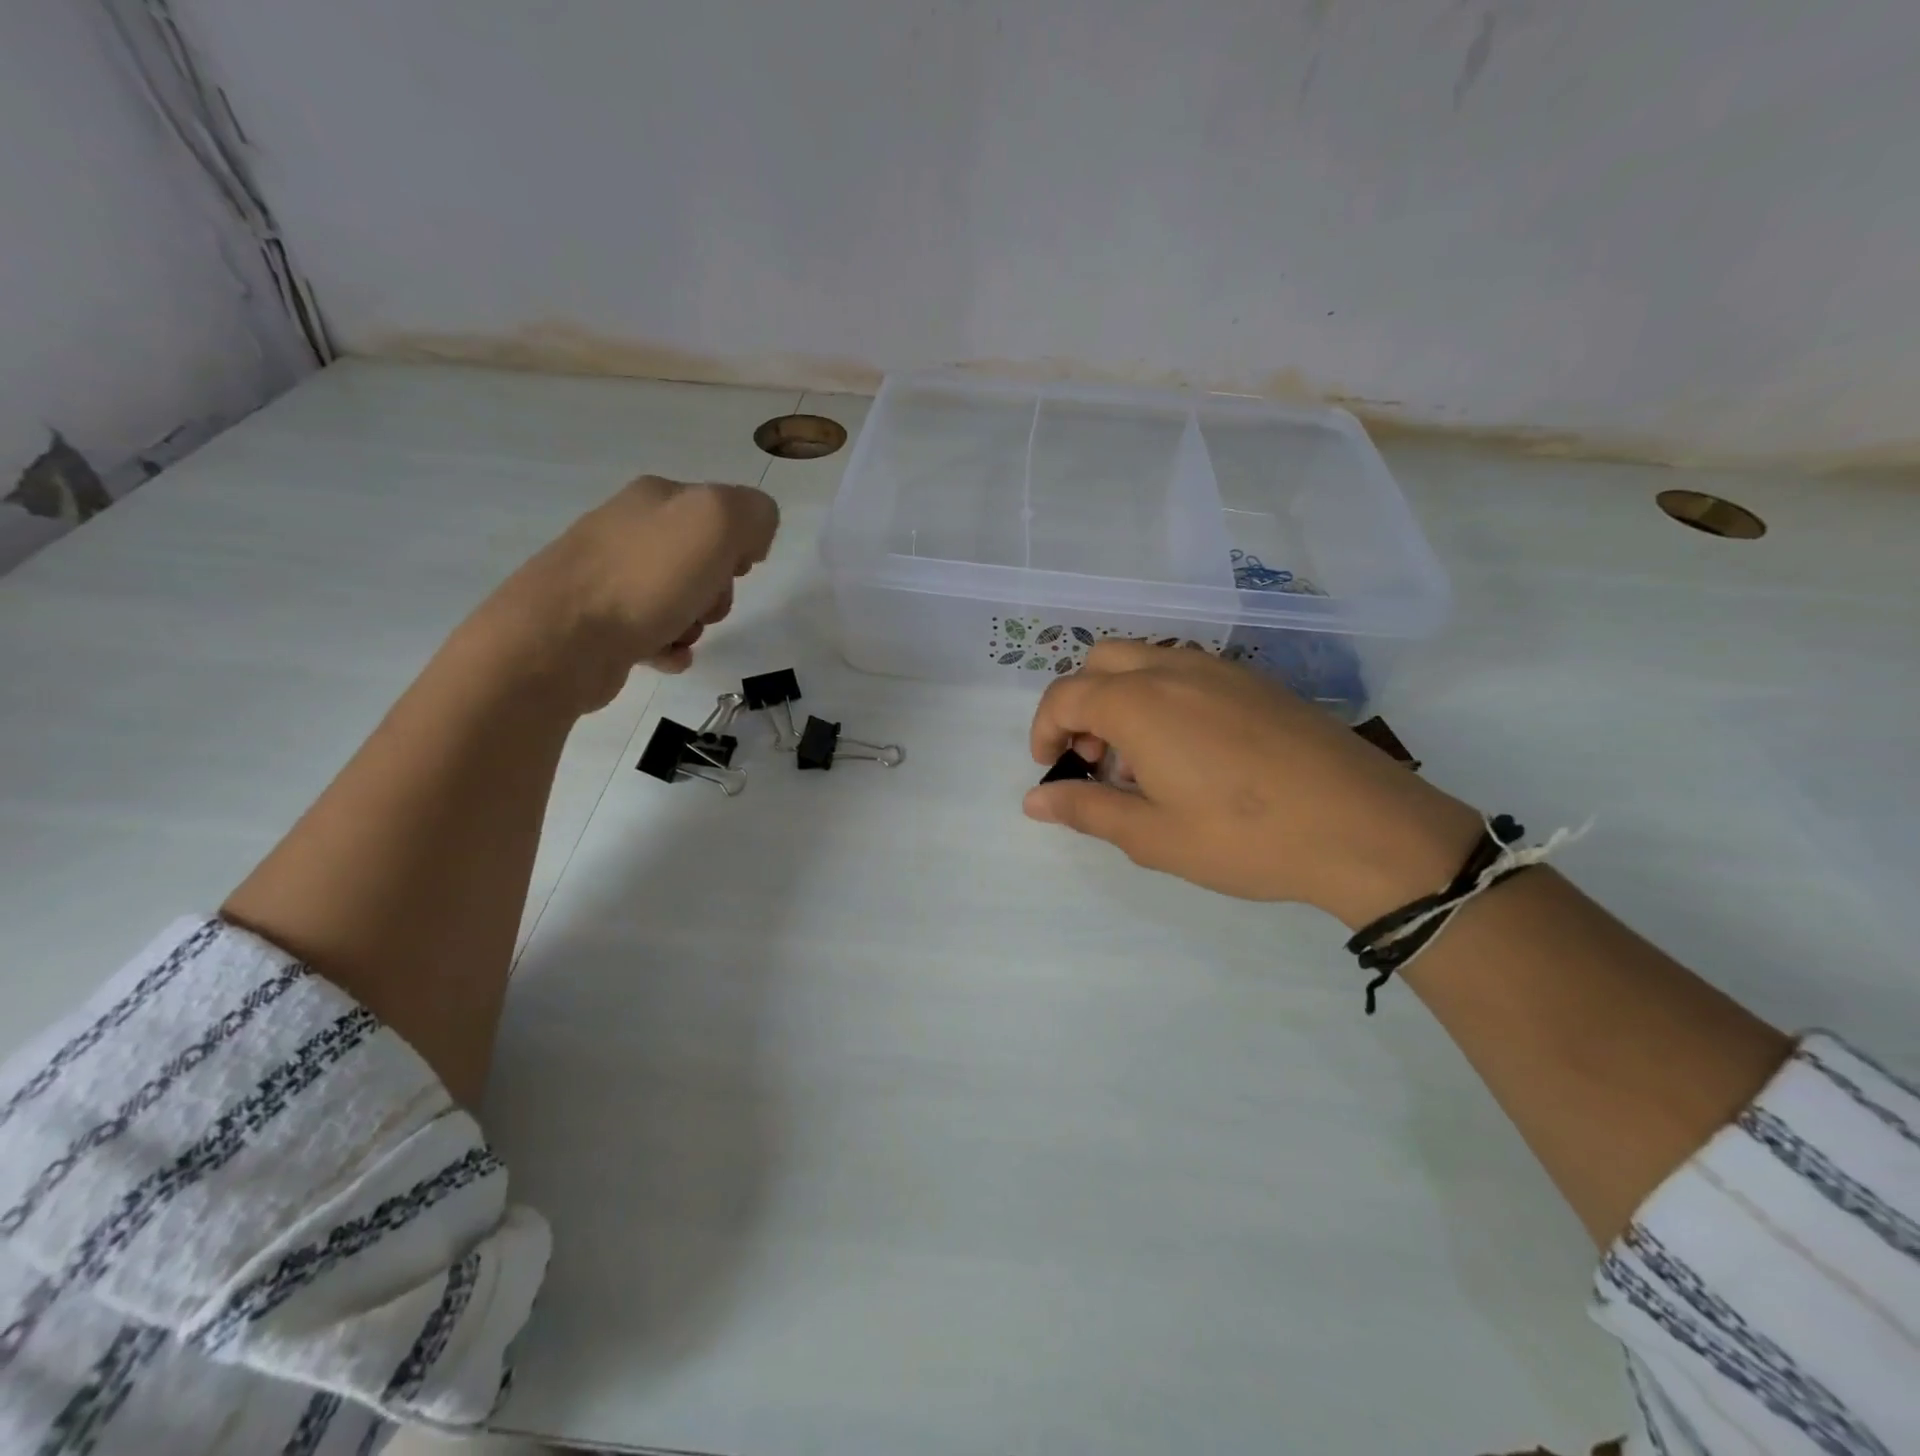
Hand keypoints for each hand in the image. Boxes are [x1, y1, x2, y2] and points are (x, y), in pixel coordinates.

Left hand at [478, 476, 778, 713]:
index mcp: (656, 498)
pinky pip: (656, 634)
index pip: (722, 511)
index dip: (740, 544)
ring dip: (695, 623)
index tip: (737, 568)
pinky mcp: (601, 622)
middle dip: (718, 590)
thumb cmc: (645, 577)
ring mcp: (610, 577)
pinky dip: (671, 648)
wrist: (561, 639)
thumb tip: (750, 541)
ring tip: (678, 633)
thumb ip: (753, 514)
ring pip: (682, 599)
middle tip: (705, 603)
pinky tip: (667, 656)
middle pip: (704, 561)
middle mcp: (629, 530)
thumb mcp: (718, 521)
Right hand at [1024, 643, 1484, 926]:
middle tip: (1096, 759)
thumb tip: (1034, 801)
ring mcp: (1220, 670)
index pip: (1065, 695)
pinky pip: (1188, 672)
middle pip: (1101, 662)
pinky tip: (1193, 753)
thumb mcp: (1153, 837)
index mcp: (1140, 703)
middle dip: (1081, 704)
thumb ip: (1086, 810)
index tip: (1052, 769)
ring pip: (1146, 662)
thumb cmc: (1245, 837)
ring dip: (1123, 699)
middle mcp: (1174, 670)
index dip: (1045, 730)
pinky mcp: (1256, 681)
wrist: (1365, 827)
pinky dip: (1164, 698)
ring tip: (1144, 763)